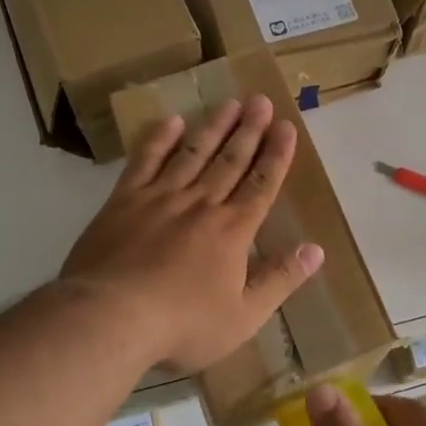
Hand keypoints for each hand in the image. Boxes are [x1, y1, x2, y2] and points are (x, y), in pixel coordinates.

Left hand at [60, 95, 324, 374]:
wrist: (110, 317)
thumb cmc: (182, 325)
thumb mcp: (243, 316)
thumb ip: (280, 280)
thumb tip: (316, 250)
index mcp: (233, 230)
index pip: (262, 184)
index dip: (276, 155)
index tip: (286, 126)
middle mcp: (201, 203)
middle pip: (231, 160)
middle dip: (249, 130)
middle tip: (261, 100)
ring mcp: (161, 197)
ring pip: (194, 152)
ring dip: (214, 126)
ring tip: (230, 103)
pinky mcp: (124, 200)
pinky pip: (146, 161)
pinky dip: (160, 139)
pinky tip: (173, 122)